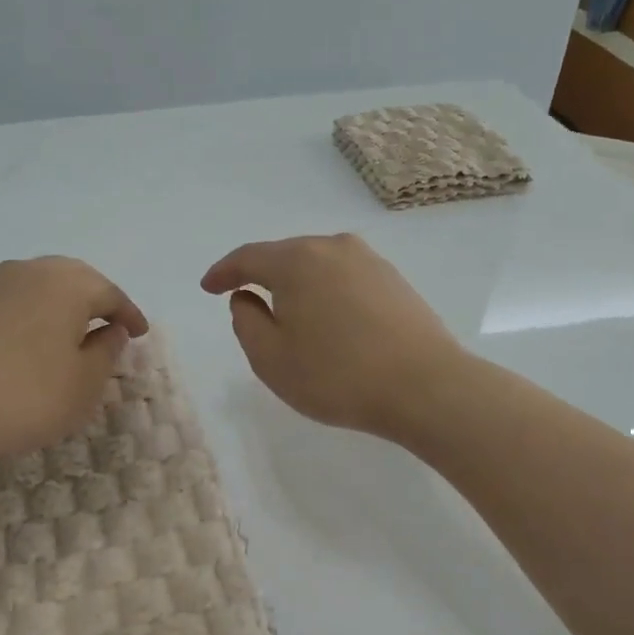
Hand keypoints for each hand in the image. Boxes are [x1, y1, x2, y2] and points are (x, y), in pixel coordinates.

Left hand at [0, 257, 148, 466]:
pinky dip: (29, 316)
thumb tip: (112, 329)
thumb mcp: (83, 385)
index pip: (110, 293)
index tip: (140, 334)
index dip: (129, 315)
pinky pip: (11, 302)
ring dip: (60, 307)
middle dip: (95, 302)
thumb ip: (106, 352)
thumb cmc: (22, 397)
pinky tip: (27, 343)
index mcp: (66, 284)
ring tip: (69, 336)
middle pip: (73, 280)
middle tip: (109, 327)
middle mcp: (28, 271)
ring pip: (38, 287)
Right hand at [200, 233, 466, 441]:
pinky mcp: (394, 280)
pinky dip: (326, 293)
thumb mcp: (271, 358)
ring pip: (318, 266)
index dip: (223, 272)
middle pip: (285, 256)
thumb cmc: (336, 375)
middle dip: (262, 276)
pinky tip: (328, 319)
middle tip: (246, 301)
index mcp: (297, 260)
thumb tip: (247, 298)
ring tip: (288, 314)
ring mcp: (369, 261)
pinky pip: (344, 279)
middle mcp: (333, 247)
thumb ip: (246, 322)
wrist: (426, 387)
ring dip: (297, 286)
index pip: (248, 258)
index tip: (208, 287)